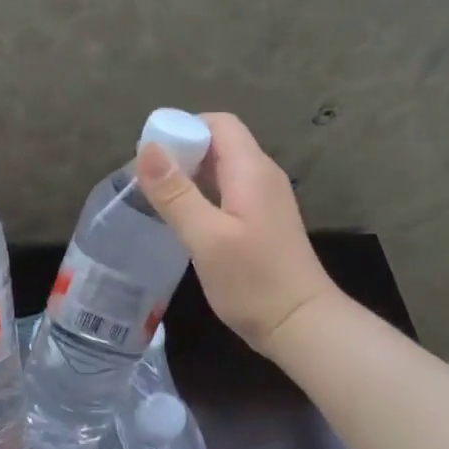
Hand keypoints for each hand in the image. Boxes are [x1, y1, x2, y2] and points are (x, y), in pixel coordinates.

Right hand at [136, 112, 341, 357]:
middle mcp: (262, 176)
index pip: (218, 123)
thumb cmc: (253, 282)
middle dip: (182, 153)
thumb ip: (176, 193)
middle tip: (147, 181)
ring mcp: (265, 200)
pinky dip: (203, 197)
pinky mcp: (263, 222)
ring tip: (157, 200)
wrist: (301, 325)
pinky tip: (183, 221)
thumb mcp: (206, 237)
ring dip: (189, 177)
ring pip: (222, 170)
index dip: (183, 128)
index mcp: (252, 170)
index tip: (151, 154)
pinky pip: (228, 193)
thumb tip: (148, 148)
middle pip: (219, 143)